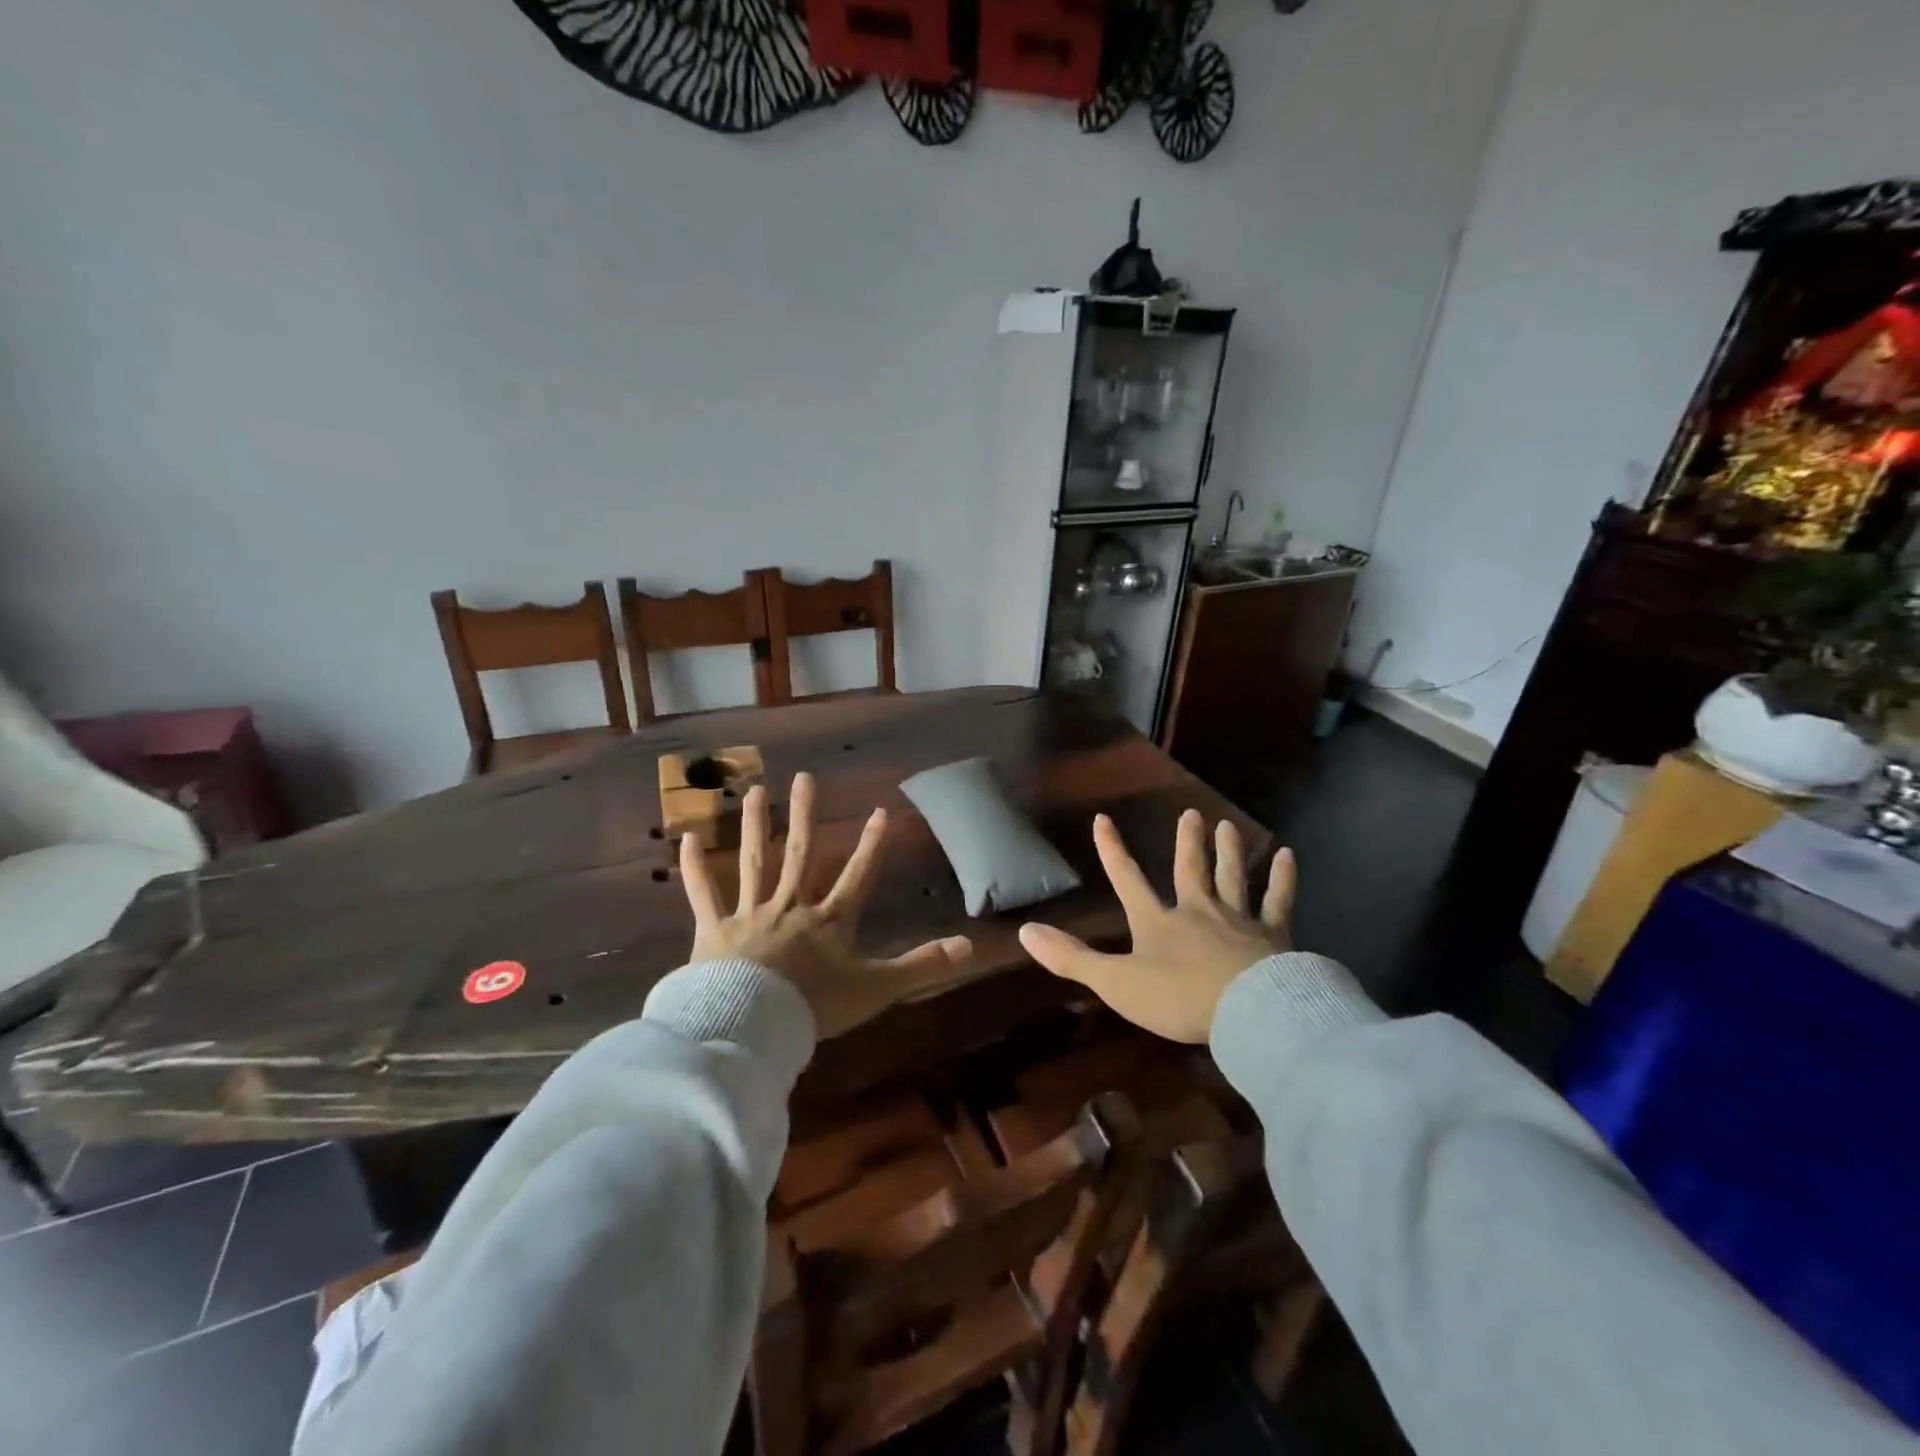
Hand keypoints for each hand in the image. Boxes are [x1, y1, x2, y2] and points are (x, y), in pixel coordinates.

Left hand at [680, 772, 971, 1039]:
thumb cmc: (816, 1006)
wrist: (753, 1025)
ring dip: (756, 826)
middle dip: (806, 816)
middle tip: (805, 778)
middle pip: (801, 854)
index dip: (872, 845)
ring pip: (754, 862)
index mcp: (828, 921)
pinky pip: (703, 895)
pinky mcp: (714, 930)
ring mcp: (750, 914)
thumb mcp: (877, 987)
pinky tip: (686, 837)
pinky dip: (694, 868)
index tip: (881, 810)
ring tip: (756, 791)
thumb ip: (922, 965)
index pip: (857, 875)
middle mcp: (790, 906)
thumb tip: (969, 947)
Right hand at [1018, 810, 1294, 1043]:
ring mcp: (1237, 919)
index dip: (1113, 851)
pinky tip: (1288, 855)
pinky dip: (1283, 878)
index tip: (1103, 819)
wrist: (1247, 1011)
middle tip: (1191, 814)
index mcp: (1157, 921)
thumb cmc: (1176, 998)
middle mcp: (1196, 910)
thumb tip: (1025, 931)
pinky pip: (1277, 900)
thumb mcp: (1115, 982)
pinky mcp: (1273, 934)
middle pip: (1188, 869)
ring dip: (1228, 851)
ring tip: (1226, 825)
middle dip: (1187, 842)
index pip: (1127, 879)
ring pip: (1231, 877)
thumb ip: (1071, 958)